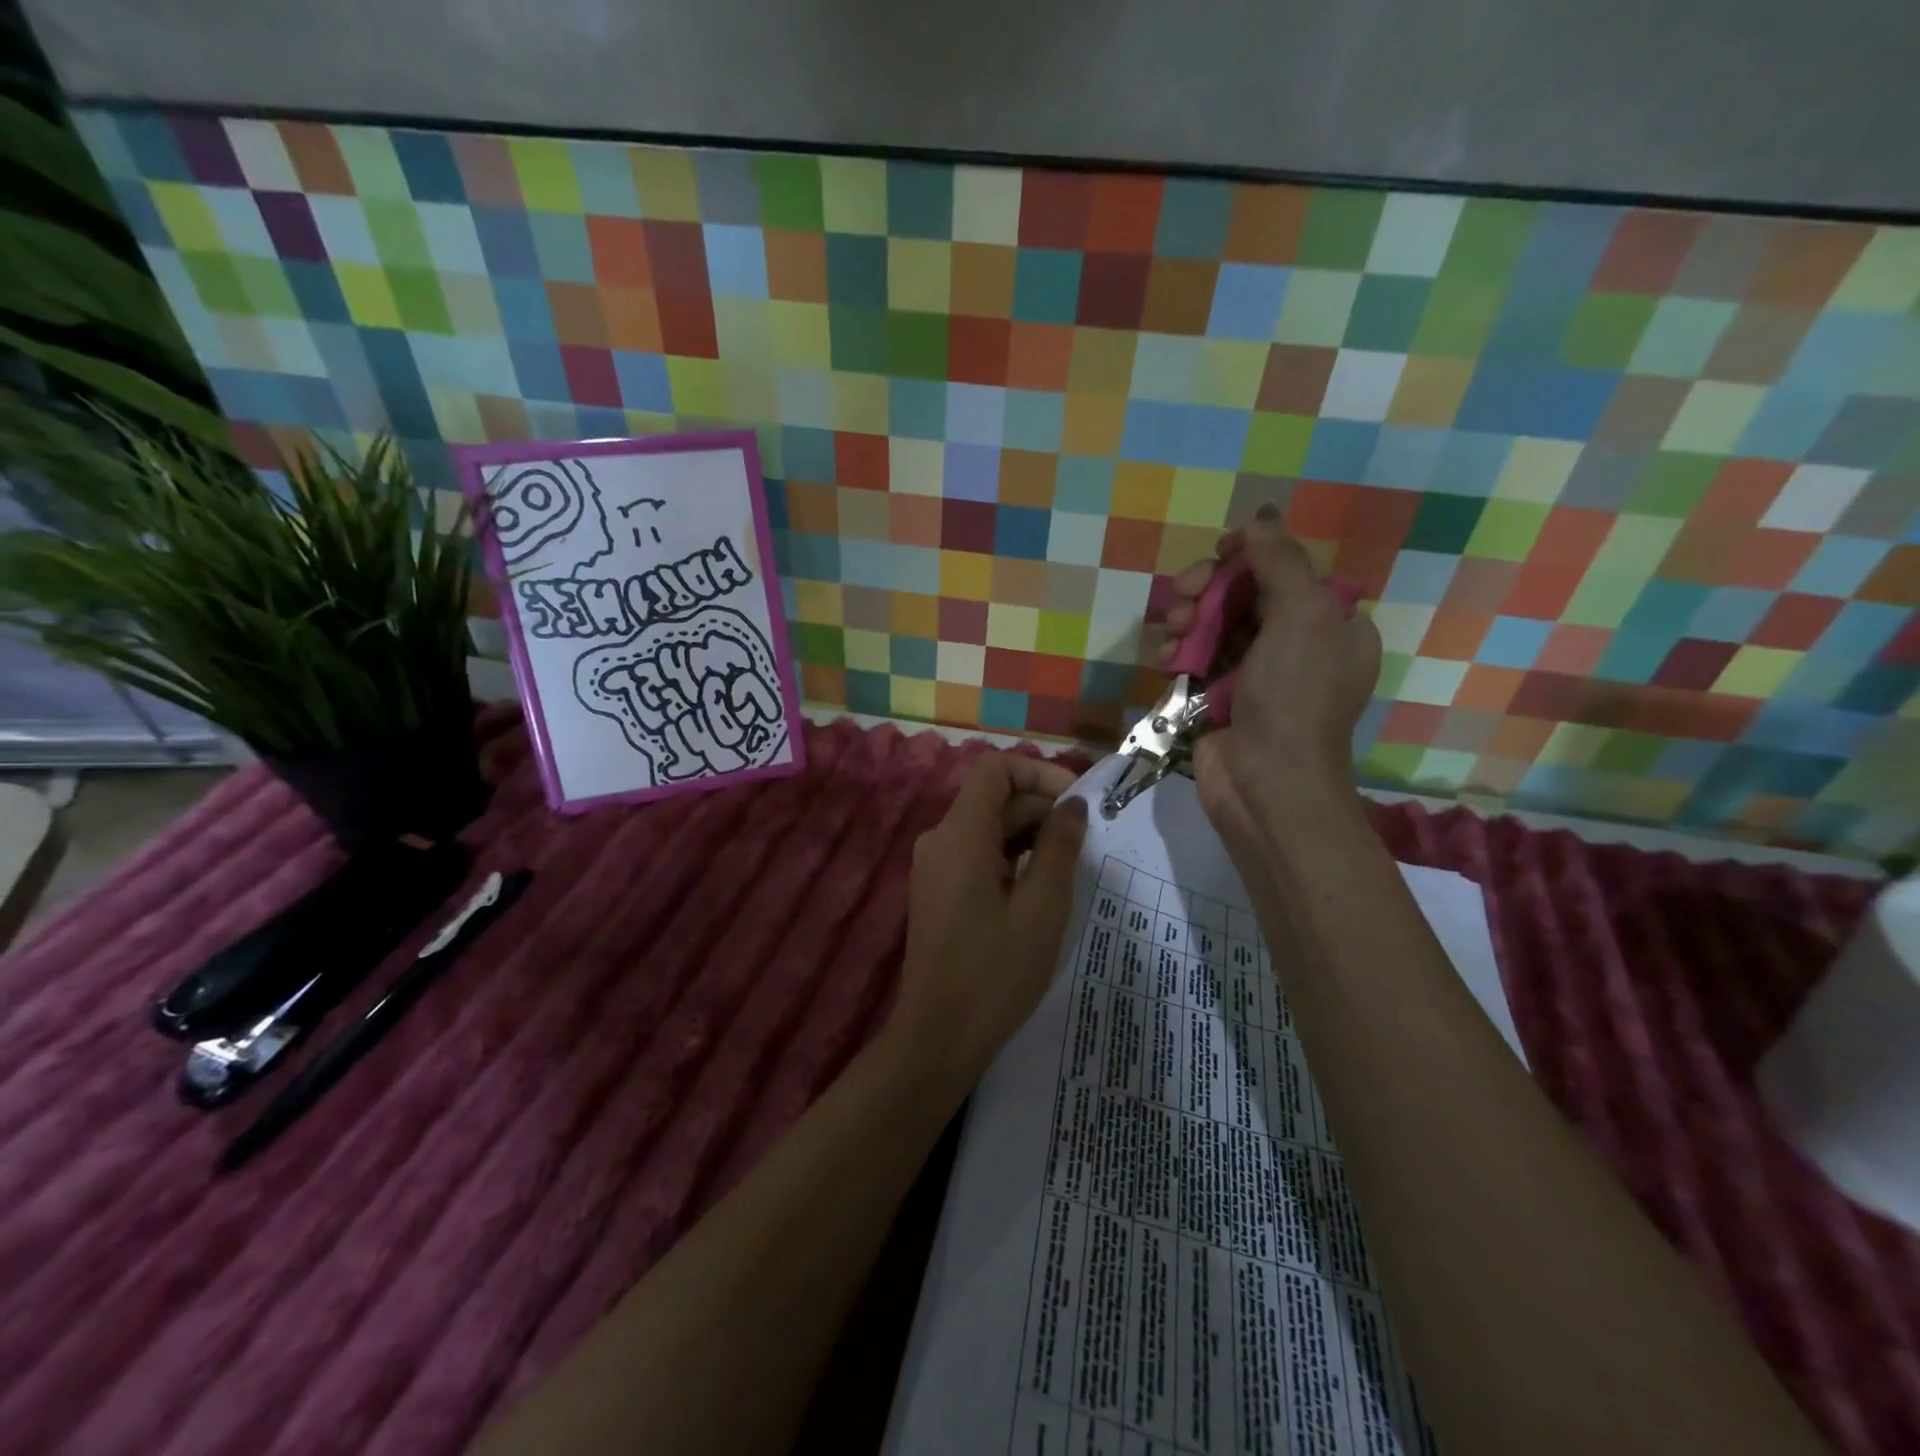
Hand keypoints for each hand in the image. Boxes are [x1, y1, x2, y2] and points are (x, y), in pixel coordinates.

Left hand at [890, 752, 1087, 1090]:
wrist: (938, 1036)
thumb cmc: (995, 972)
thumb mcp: (1042, 907)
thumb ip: (1059, 847)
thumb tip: (1073, 807)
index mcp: (960, 834)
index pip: (995, 768)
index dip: (1038, 772)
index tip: (1076, 802)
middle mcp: (940, 839)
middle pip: (993, 798)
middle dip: (1040, 808)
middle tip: (1085, 842)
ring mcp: (934, 866)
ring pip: (987, 827)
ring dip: (1028, 834)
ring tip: (1069, 865)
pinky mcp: (937, 889)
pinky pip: (976, 853)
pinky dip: (1009, 856)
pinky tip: (1038, 886)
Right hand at [1159, 510, 1380, 844]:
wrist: (1266, 783)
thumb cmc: (1294, 697)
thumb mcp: (1301, 617)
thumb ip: (1280, 561)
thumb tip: (1259, 518)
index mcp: (1331, 624)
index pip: (1286, 571)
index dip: (1249, 557)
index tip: (1218, 554)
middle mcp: (1295, 645)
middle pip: (1243, 595)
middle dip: (1208, 589)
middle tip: (1183, 591)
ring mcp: (1255, 674)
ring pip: (1213, 626)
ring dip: (1187, 619)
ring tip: (1171, 629)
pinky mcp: (1219, 698)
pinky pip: (1196, 659)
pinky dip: (1178, 653)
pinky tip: (1164, 658)